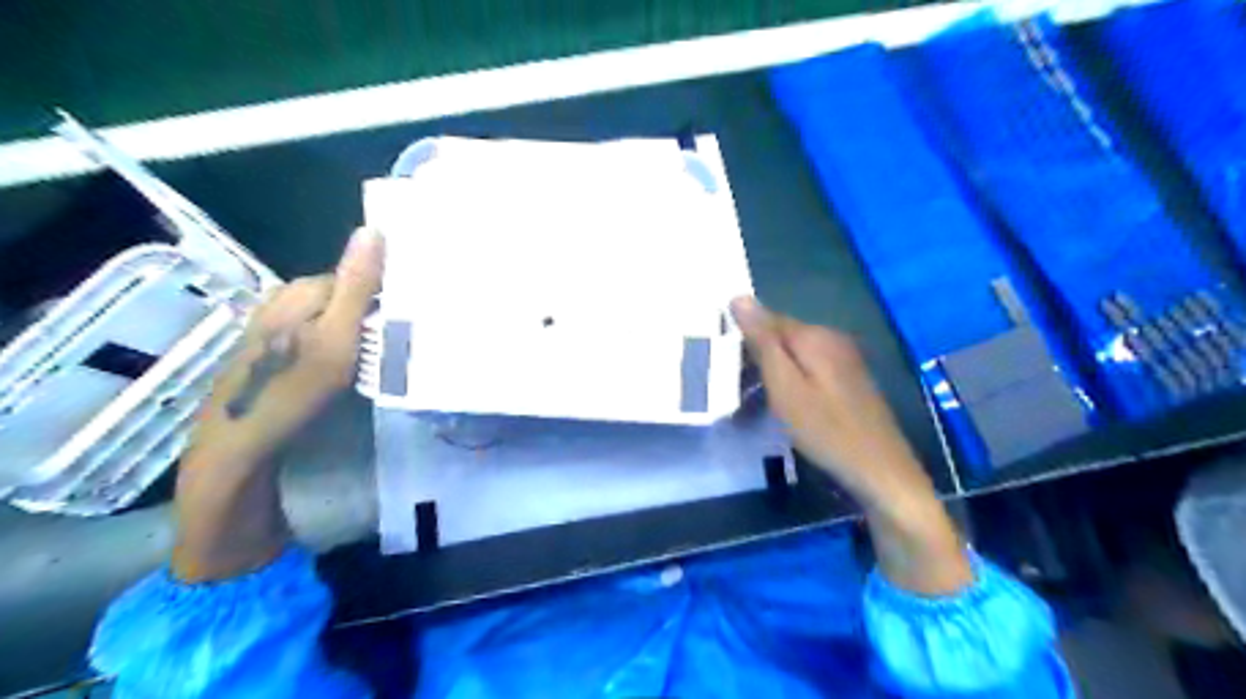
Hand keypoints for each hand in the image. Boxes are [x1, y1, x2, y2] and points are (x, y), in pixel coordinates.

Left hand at [187, 228, 383, 468]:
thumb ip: (357, 286)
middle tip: (386, 349)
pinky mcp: (269, 348)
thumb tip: (372, 229)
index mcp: (301, 289)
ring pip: (329, 316)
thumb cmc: (297, 389)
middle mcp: (282, 298)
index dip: (383, 298)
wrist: (241, 442)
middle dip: (367, 315)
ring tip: (369, 361)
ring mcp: (272, 324)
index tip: (401, 326)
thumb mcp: (338, 337)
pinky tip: (339, 370)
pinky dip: (333, 346)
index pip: (357, 276)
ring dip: (352, 333)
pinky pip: (315, 334)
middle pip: (342, 295)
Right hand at [733, 297, 971, 592]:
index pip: (767, 320)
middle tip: (735, 391)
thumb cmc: (824, 429)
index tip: (723, 366)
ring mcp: (844, 358)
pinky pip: (809, 370)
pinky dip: (791, 383)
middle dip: (756, 358)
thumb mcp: (784, 385)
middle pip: (782, 337)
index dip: (742, 340)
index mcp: (815, 335)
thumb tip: (739, 296)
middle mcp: (832, 338)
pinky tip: (784, 406)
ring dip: (772, 374)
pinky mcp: (849, 379)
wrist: (879, 470)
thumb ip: (763, 341)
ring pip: (794, 355)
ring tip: (752, 404)